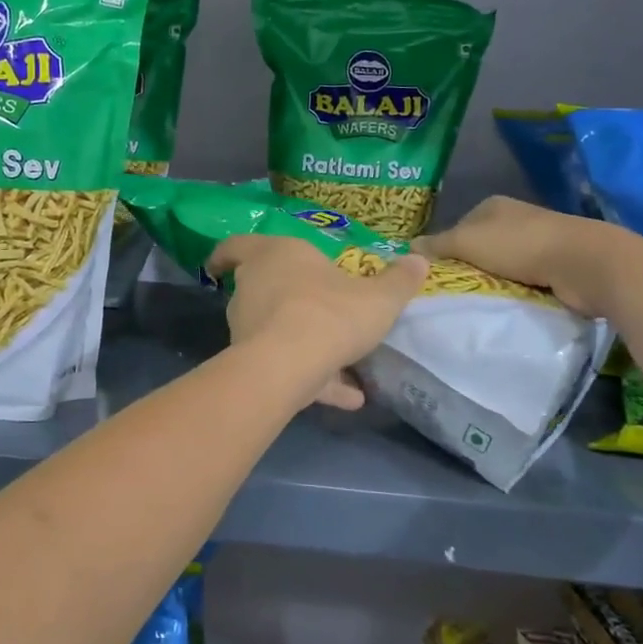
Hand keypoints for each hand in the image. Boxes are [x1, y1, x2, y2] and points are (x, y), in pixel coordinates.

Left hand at [206, 235, 427, 409]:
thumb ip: (399, 281)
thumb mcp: (379, 297)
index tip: (222, 263)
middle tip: (309, 307)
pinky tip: (350, 398)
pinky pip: (285, 366)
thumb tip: (420, 260)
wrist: (290, 362)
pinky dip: (313, 380)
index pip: (237, 245)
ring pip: (271, 329)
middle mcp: (253, 285)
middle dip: (278, 298)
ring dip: (301, 342)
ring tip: (343, 363)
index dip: (228, 253)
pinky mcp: (251, 362)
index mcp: (275, 255)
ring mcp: (246, 325)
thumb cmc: (331, 312)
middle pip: (255, 287)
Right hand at [413, 197, 630, 316]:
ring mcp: (539, 241)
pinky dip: (517, 291)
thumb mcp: (467, 242)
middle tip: (455, 291)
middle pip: (481, 246)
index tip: (439, 273)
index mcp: (493, 205)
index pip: (458, 226)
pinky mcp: (557, 265)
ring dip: (494, 282)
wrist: (583, 263)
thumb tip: (409, 247)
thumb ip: (437, 245)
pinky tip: (509, 304)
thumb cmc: (519, 245)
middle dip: (470, 267)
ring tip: (480, 301)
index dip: (446, 249)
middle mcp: (516, 219)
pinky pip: (526, 280)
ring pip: (503, 265)